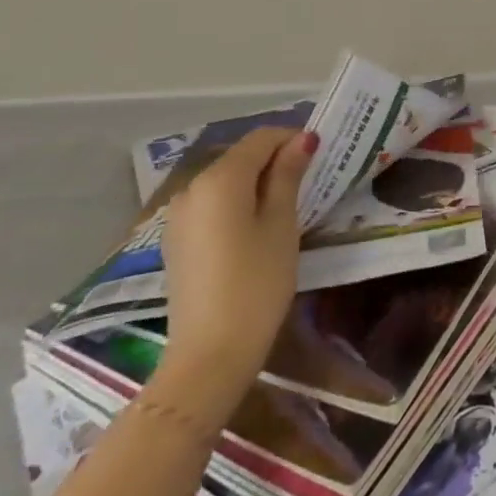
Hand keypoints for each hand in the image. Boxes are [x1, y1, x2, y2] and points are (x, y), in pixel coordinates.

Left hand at [154, 126, 316, 420]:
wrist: (208, 357)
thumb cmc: (256, 283)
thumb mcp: (282, 224)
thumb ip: (288, 175)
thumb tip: (302, 138)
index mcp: (221, 178)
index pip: (261, 138)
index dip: (292, 139)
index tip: (319, 157)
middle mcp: (192, 187)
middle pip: (241, 157)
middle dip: (274, 161)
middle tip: (307, 183)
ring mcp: (178, 216)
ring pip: (225, 182)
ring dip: (255, 184)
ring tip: (284, 208)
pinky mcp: (175, 241)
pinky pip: (212, 206)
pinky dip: (235, 205)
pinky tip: (254, 230)